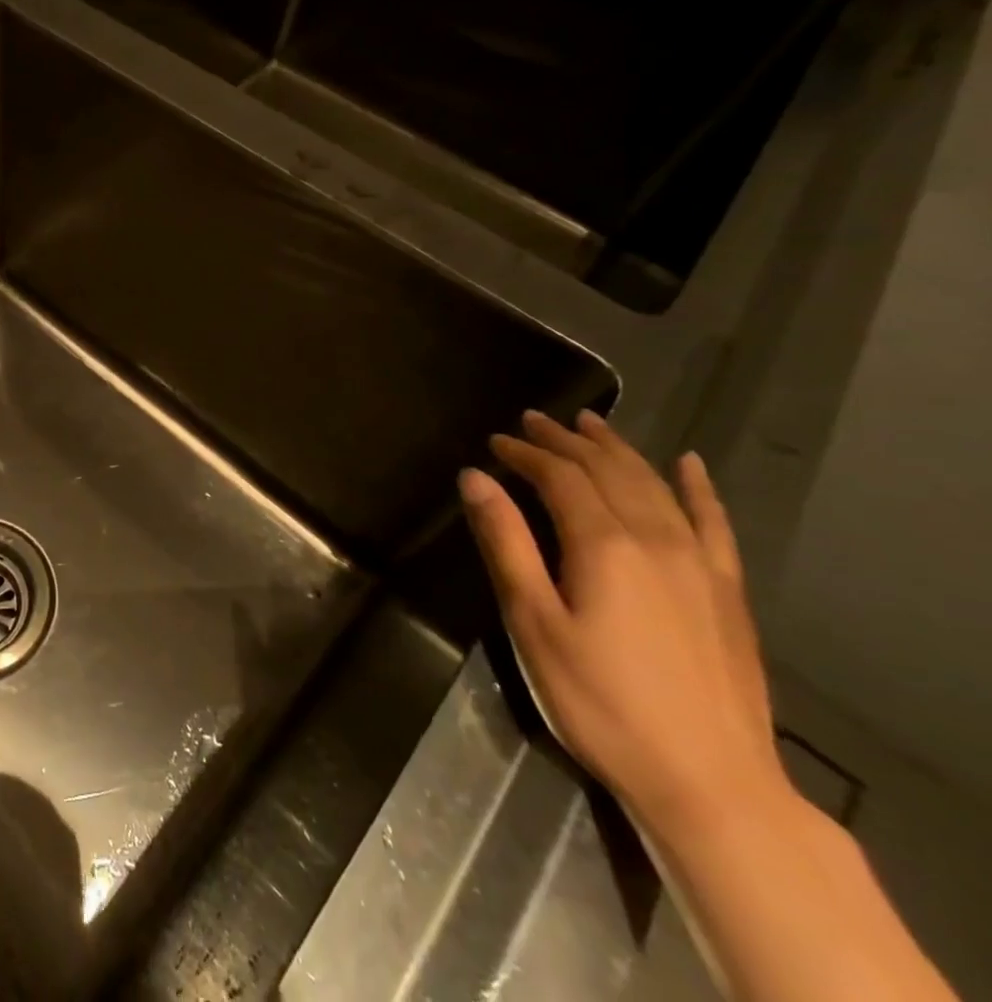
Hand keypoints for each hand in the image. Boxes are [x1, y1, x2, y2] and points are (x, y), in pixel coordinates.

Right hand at [459, 409, 785, 838]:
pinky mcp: (727, 592)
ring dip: (618, 450)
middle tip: (534, 420)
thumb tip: (475, 477)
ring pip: (654, 486)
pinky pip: (715, 523)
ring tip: (590, 424)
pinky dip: (698, 488)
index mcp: (603, 545)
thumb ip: (506, 542)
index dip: (525, 453)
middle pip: (607, 471)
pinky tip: (689, 465)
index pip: (559, 477)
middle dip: (566, 441)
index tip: (494, 441)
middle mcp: (655, 539)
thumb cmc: (599, 700)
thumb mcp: (532, 622)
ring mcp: (700, 564)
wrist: (710, 783)